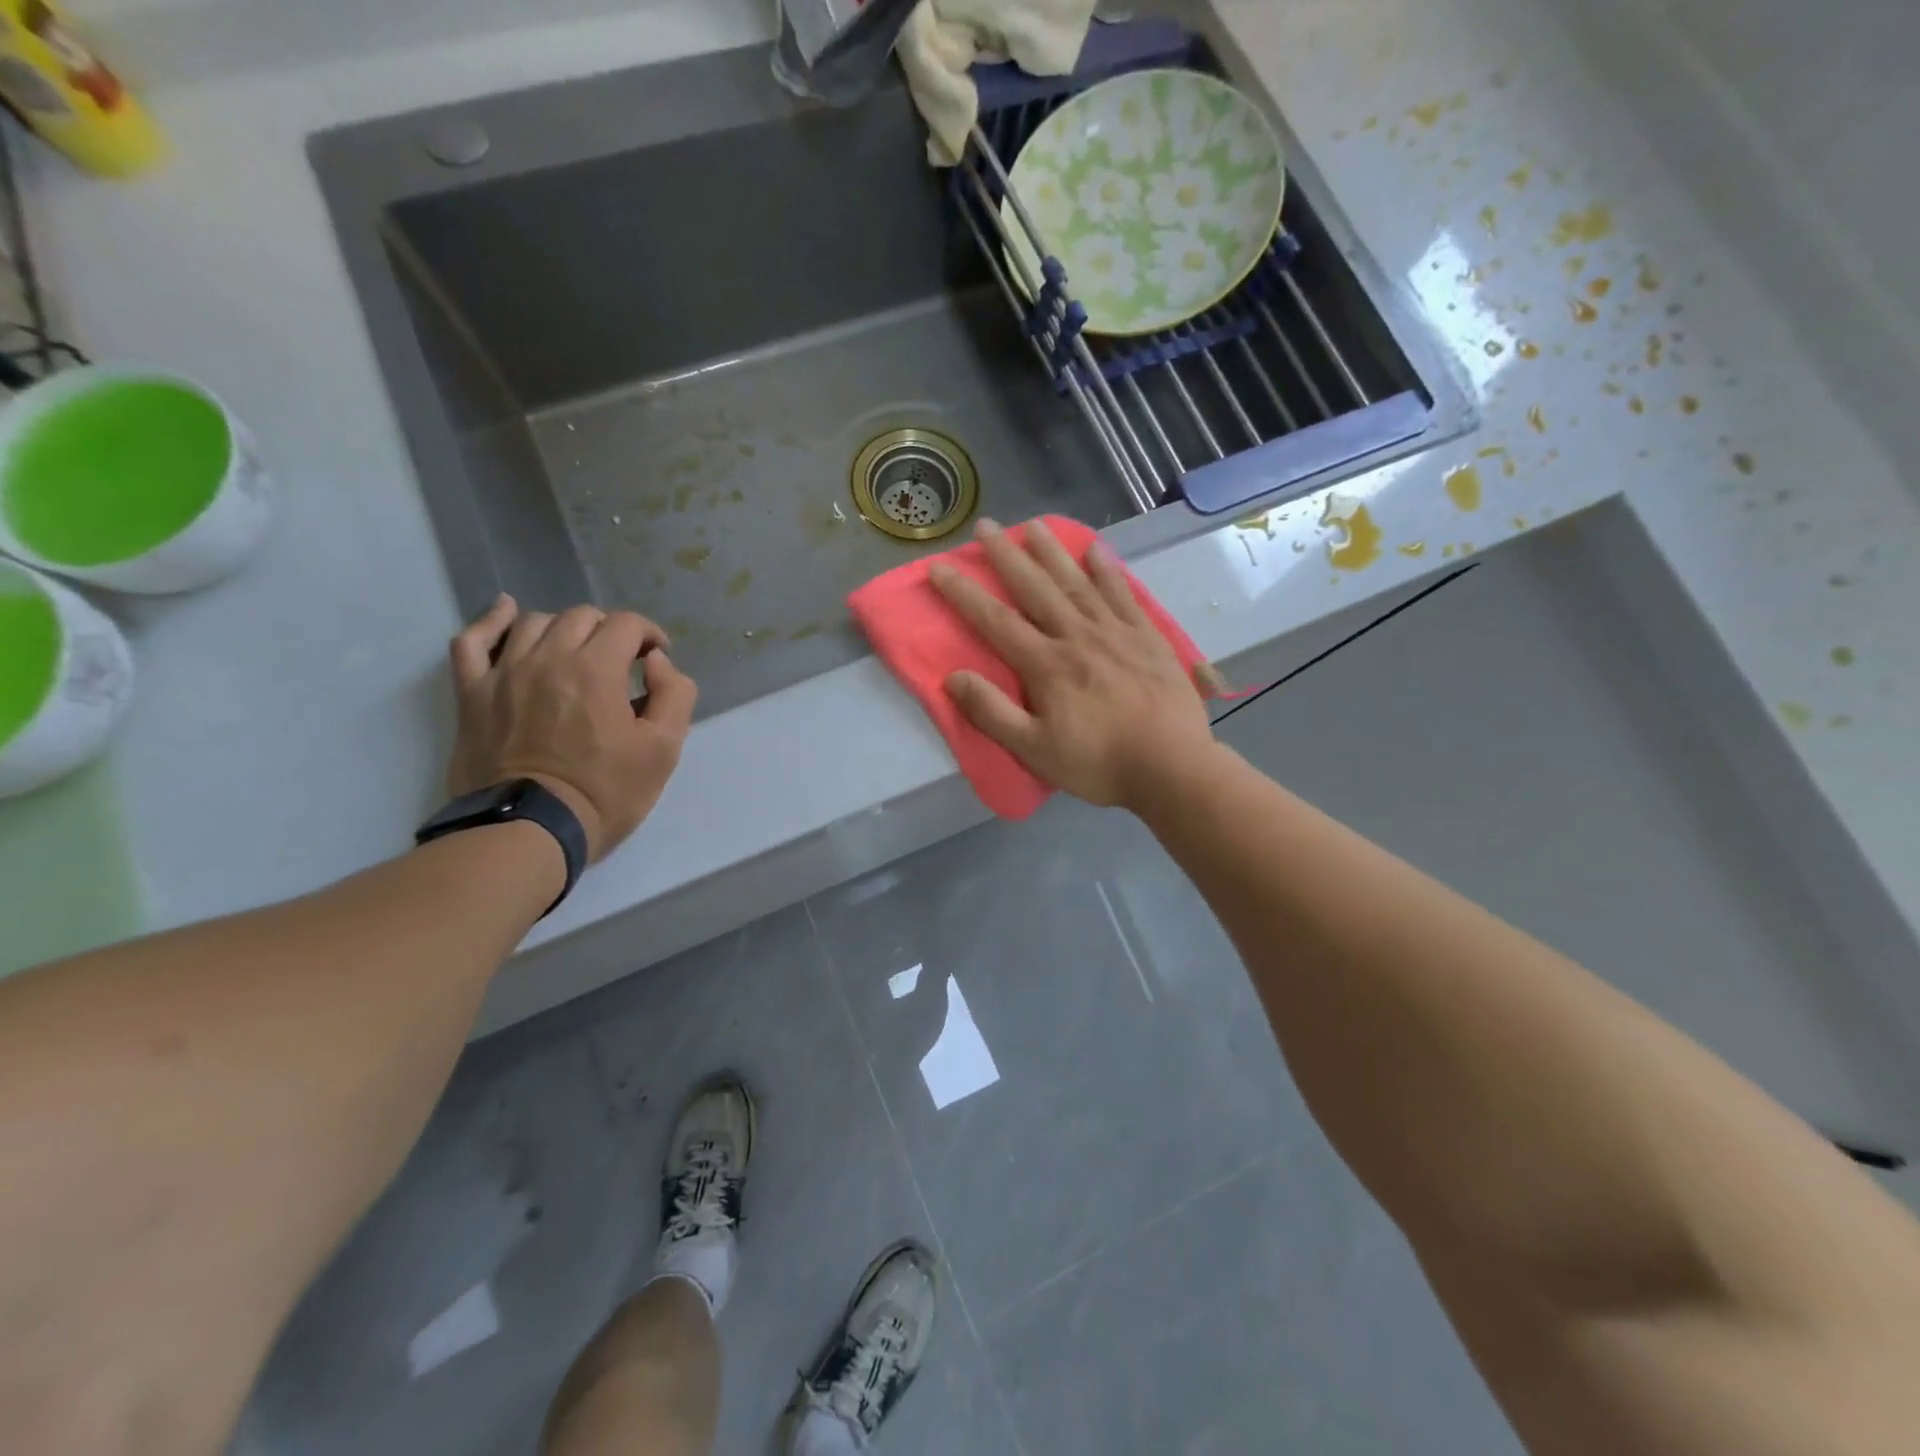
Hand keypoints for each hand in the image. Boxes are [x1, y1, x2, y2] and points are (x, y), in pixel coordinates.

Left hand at [446, 596, 697, 861]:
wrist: (532, 830)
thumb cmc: (606, 792)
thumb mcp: (664, 749)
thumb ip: (674, 695)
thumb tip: (657, 663)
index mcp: (597, 668)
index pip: (627, 624)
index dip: (649, 634)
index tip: (657, 660)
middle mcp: (549, 657)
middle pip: (583, 617)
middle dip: (610, 632)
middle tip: (621, 663)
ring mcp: (504, 672)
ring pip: (535, 623)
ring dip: (564, 630)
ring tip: (575, 654)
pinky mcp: (473, 693)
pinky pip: (472, 641)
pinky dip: (490, 621)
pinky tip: (505, 612)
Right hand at [928, 518, 1216, 810]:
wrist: (1171, 765)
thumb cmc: (1098, 763)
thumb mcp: (1034, 749)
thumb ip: (992, 712)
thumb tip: (953, 677)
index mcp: (1046, 664)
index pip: (995, 621)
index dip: (964, 593)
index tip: (940, 567)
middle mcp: (1076, 636)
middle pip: (1035, 588)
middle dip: (1006, 556)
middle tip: (985, 525)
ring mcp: (1115, 632)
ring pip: (1077, 581)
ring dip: (1052, 551)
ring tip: (1033, 524)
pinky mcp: (1146, 636)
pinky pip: (1123, 593)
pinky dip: (1108, 570)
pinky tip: (1097, 550)